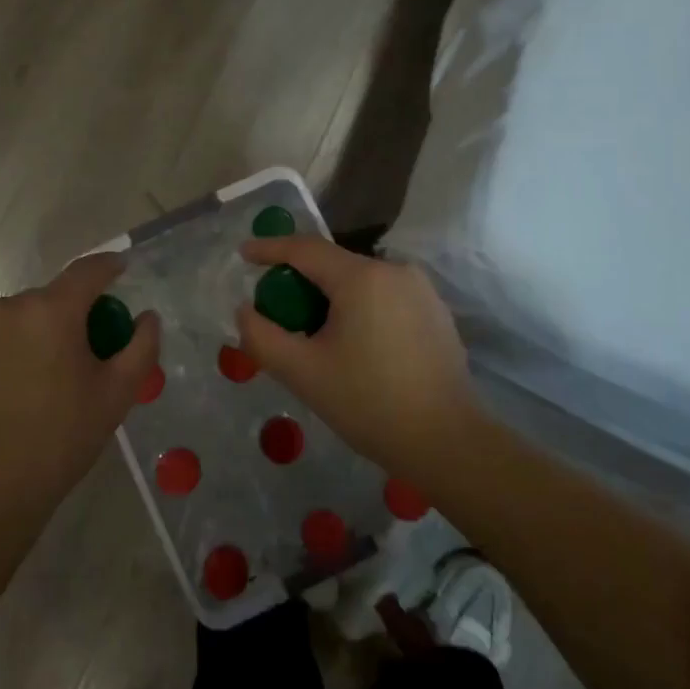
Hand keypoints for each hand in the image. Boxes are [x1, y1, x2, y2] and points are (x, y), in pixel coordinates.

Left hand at [0, 254, 158, 543]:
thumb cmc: (59, 442)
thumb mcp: (117, 396)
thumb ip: (141, 347)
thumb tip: (146, 316)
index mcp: (50, 312)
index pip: (87, 271)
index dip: (108, 266)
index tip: (119, 269)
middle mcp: (3, 308)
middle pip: (46, 300)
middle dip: (66, 318)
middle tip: (77, 357)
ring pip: (10, 321)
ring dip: (28, 337)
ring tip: (33, 383)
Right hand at [234, 236, 478, 475]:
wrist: (446, 440)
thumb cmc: (369, 403)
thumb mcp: (303, 373)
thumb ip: (263, 337)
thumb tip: (245, 310)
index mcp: (362, 277)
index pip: (305, 249)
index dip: (270, 248)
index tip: (243, 253)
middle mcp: (395, 270)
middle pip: (334, 265)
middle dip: (300, 282)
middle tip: (277, 314)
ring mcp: (421, 289)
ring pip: (361, 282)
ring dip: (331, 299)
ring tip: (314, 336)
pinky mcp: (435, 311)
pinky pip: (385, 297)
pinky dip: (360, 309)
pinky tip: (354, 346)